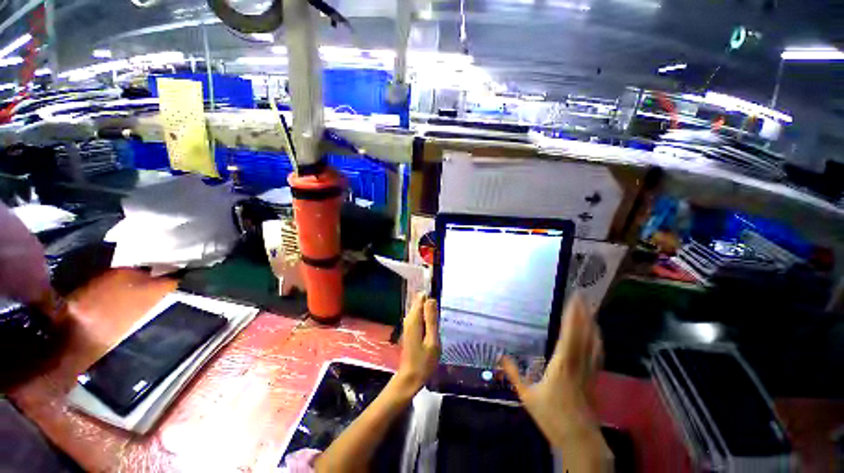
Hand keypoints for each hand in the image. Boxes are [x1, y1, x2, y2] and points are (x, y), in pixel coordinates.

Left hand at [392, 293, 439, 398]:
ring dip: (430, 313)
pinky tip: (433, 330)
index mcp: (414, 319)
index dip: (431, 297)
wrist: (410, 378)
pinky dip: (427, 320)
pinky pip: (420, 317)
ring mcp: (408, 324)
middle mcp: (409, 318)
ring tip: (439, 325)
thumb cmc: (424, 362)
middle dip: (432, 306)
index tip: (441, 305)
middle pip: (421, 302)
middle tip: (441, 318)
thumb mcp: (432, 340)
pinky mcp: (410, 329)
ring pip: (421, 310)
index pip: (421, 297)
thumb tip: (431, 299)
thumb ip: (431, 319)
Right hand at [499, 294, 610, 468]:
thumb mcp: (527, 396)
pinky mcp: (594, 377)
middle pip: (583, 335)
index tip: (573, 301)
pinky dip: (596, 339)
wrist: (580, 440)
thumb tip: (501, 356)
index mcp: (561, 365)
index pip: (568, 336)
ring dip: (591, 324)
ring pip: (593, 343)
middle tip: (583, 296)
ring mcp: (589, 371)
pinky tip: (596, 333)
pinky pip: (597, 353)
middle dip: (583, 314)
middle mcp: (578, 364)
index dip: (571, 317)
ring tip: (590, 308)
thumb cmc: (551, 417)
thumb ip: (514, 374)